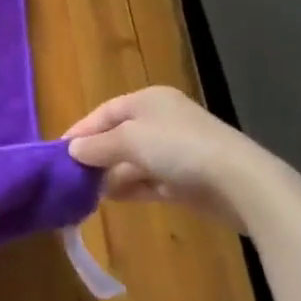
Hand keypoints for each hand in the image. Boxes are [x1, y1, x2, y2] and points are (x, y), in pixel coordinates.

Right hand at [65, 86, 268, 227]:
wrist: (240, 182)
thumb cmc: (178, 148)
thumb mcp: (129, 141)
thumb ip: (97, 146)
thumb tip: (72, 150)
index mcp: (148, 101)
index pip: (105, 112)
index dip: (81, 130)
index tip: (59, 152)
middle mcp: (161, 120)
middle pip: (119, 136)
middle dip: (96, 155)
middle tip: (71, 175)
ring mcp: (177, 151)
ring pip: (133, 161)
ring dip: (111, 174)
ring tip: (86, 191)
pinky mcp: (187, 180)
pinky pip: (150, 181)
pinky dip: (131, 187)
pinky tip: (111, 199)